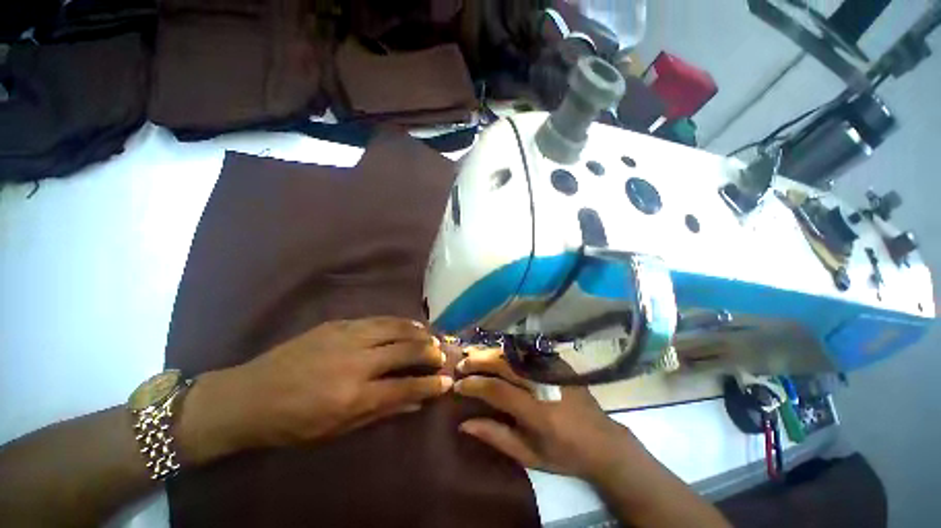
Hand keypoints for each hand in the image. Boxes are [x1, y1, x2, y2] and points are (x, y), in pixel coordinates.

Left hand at [177, 317, 452, 462]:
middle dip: (430, 351)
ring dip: (418, 332)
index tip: (447, 380)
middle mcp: (356, 362)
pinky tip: (408, 324)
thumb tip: (416, 403)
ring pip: (395, 328)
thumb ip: (382, 411)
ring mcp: (347, 337)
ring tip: (431, 335)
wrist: (249, 396)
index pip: (405, 386)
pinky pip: (378, 319)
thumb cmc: (293, 423)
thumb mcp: (338, 429)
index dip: (430, 384)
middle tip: (443, 353)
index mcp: (354, 395)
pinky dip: (398, 322)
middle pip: (405, 350)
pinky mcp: (338, 324)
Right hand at [454, 348, 638, 481]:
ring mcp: (553, 369)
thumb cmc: (564, 454)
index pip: (497, 390)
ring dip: (490, 352)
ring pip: (514, 354)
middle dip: (478, 361)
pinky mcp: (558, 363)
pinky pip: (527, 351)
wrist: (603, 441)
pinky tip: (495, 352)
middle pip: (504, 364)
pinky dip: (507, 350)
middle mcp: (544, 384)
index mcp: (538, 412)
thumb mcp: (529, 455)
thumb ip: (496, 436)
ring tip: (472, 353)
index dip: (474, 385)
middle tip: (461, 364)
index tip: (458, 385)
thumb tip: (464, 423)